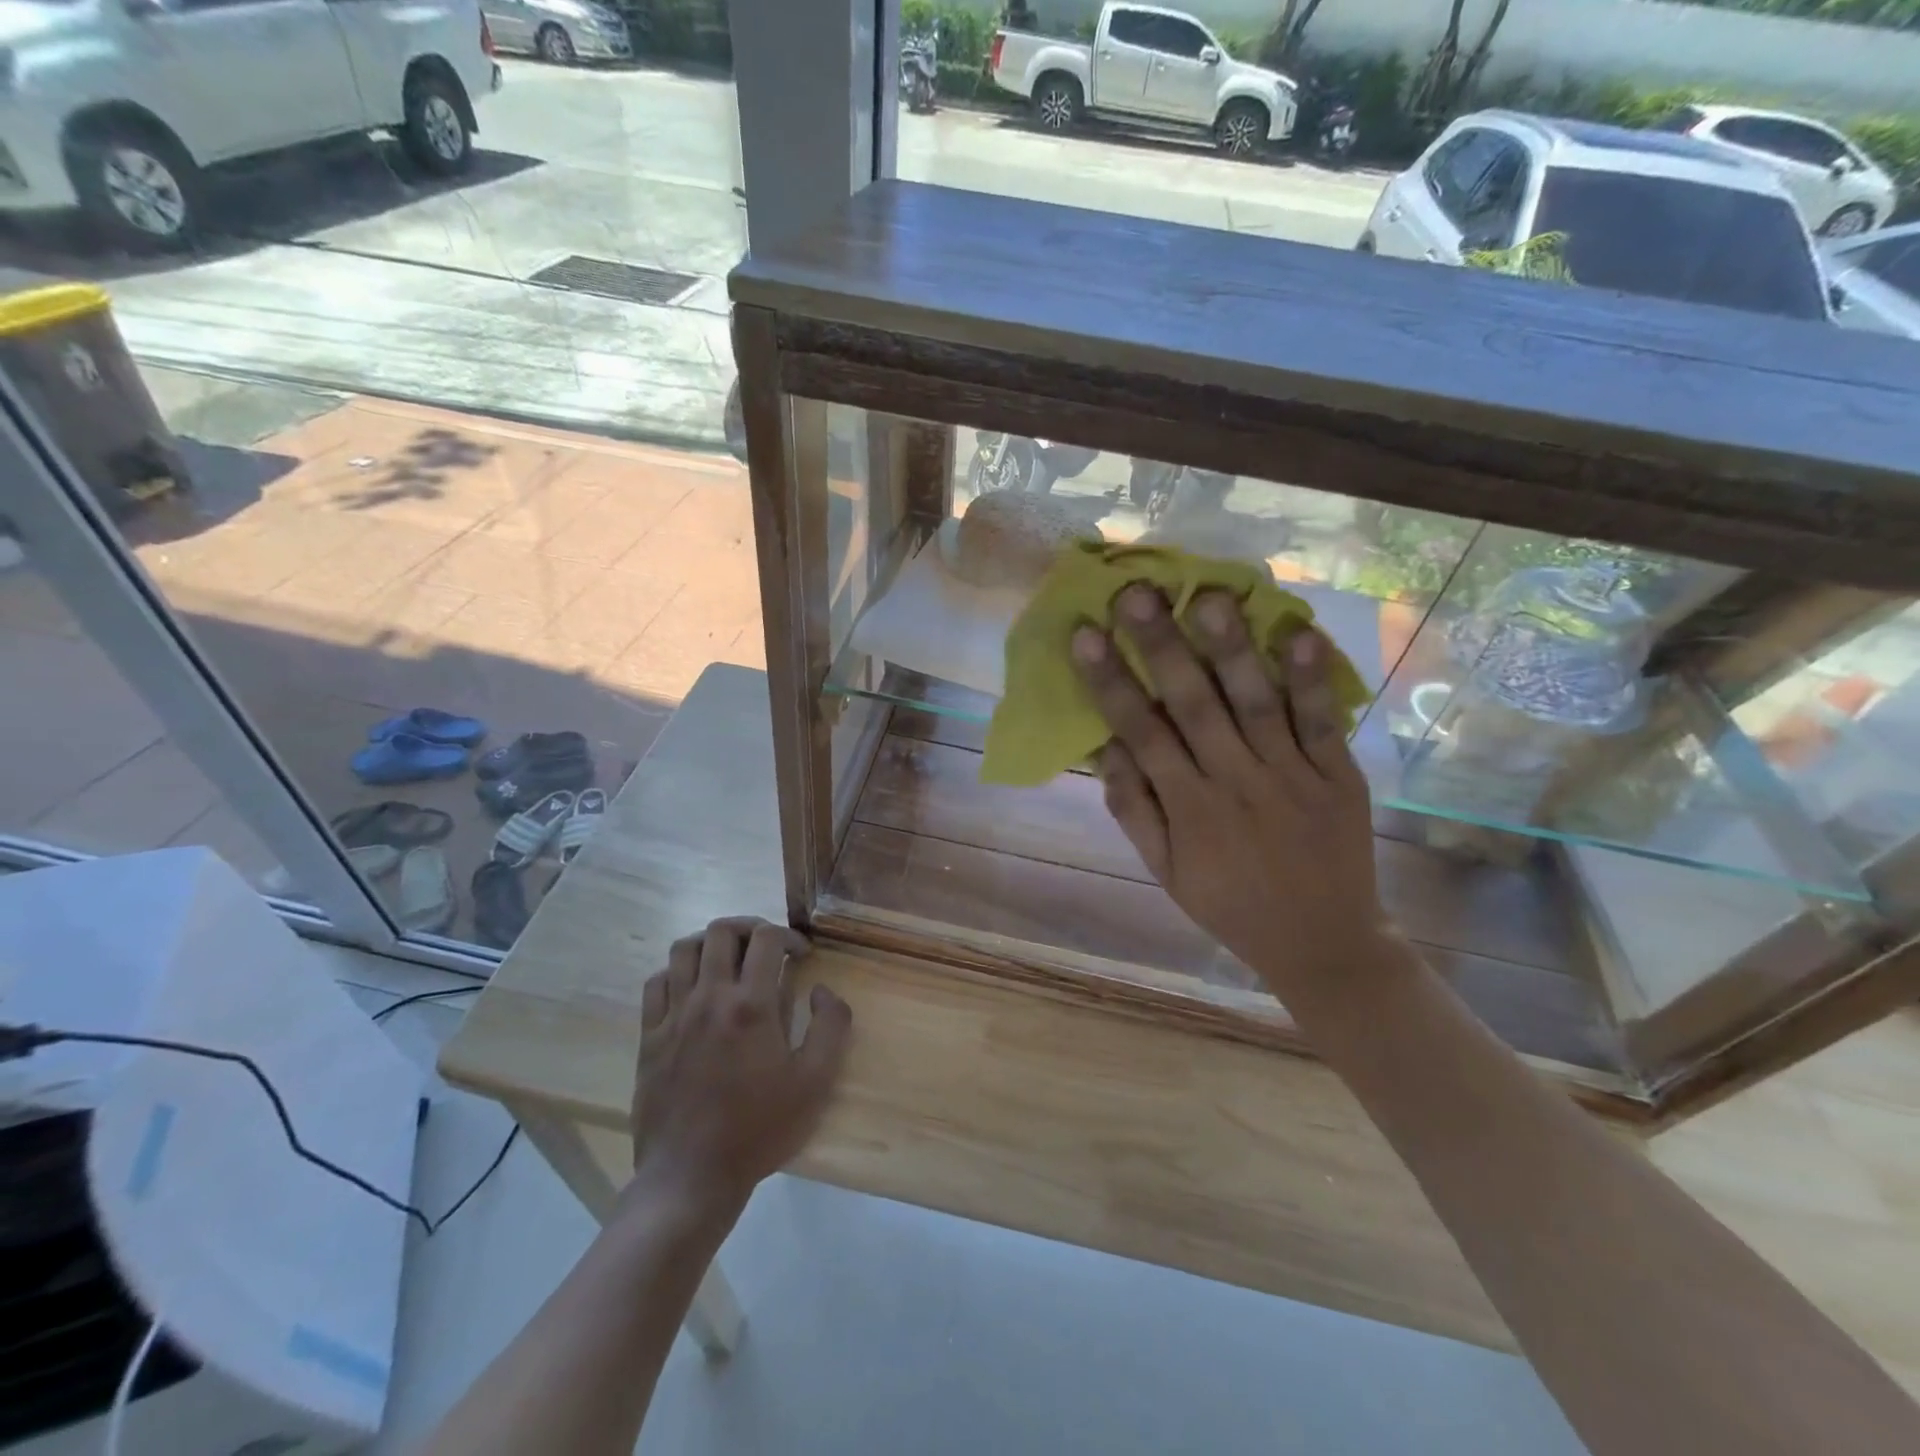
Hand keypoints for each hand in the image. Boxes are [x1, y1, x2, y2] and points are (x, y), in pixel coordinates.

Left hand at [629, 917, 851, 1215]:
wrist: (691, 1177)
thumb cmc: (759, 1129)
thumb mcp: (815, 1082)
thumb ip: (831, 1026)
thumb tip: (823, 990)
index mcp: (751, 1005)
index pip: (766, 939)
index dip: (788, 935)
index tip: (801, 954)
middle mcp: (709, 998)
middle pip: (721, 931)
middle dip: (749, 928)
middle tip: (766, 948)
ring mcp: (673, 1015)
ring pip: (684, 949)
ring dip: (711, 944)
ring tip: (729, 961)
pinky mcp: (649, 1036)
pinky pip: (657, 982)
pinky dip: (677, 973)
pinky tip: (693, 990)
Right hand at [1072, 585, 1390, 995]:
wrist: (1322, 942)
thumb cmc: (1229, 904)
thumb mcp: (1165, 872)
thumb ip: (1134, 810)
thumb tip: (1104, 747)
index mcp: (1189, 809)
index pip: (1141, 733)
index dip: (1111, 682)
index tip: (1086, 634)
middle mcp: (1236, 784)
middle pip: (1194, 706)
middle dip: (1162, 647)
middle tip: (1137, 592)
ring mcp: (1292, 777)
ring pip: (1256, 704)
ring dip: (1232, 650)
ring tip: (1209, 597)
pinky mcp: (1339, 776)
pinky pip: (1323, 723)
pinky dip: (1312, 680)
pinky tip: (1299, 633)